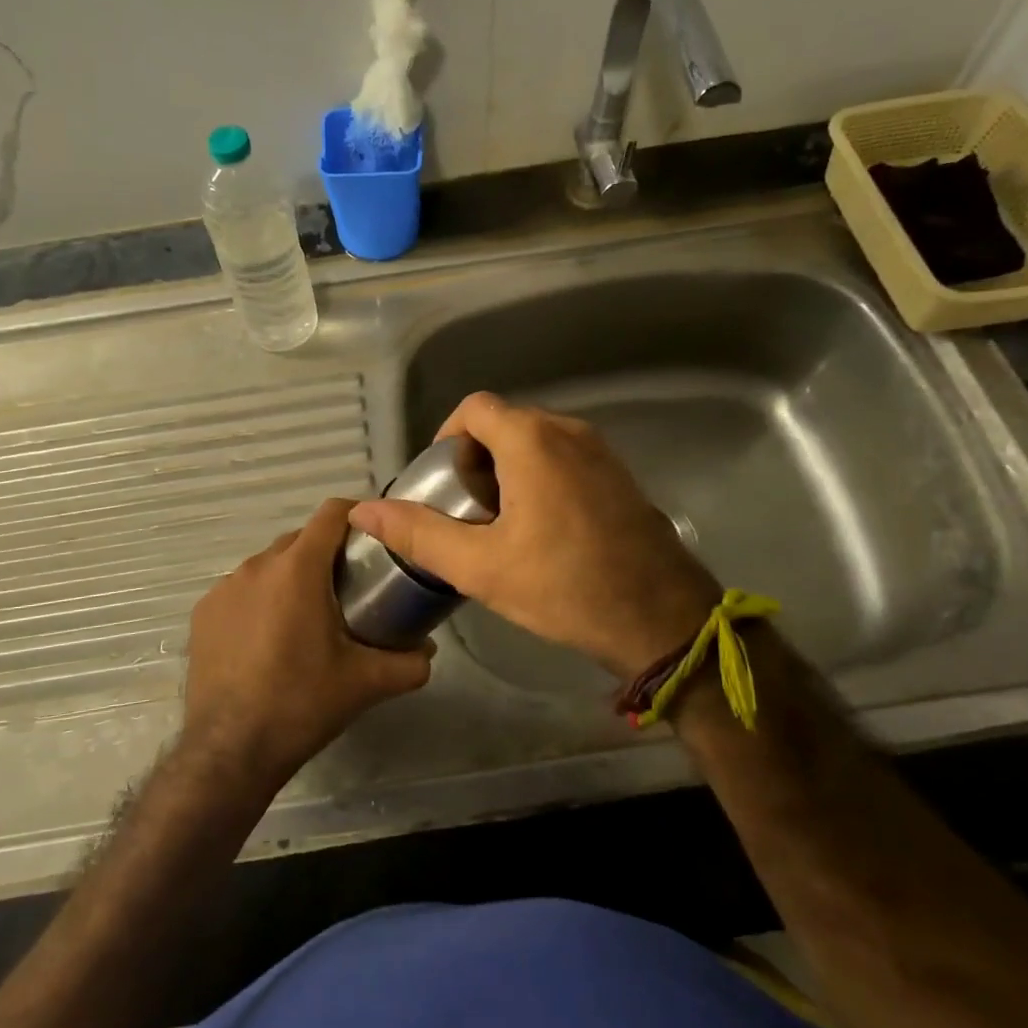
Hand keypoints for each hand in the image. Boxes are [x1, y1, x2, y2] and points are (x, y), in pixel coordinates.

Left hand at [181, 498, 432, 795]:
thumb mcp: (366, 683)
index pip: (331, 513)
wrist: (230, 750)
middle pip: (300, 539)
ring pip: (268, 565)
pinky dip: (260, 601)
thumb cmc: (302, 704)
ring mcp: (224, 588)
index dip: (357, 514)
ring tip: (308, 616)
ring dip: (291, 578)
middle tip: (349, 586)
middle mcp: (257, 566)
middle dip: (326, 553)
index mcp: (298, 569)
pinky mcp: (203, 613)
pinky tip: (268, 640)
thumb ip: (409, 663)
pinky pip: (241, 591)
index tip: (374, 535)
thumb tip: (429, 652)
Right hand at [348, 392, 721, 680]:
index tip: (442, 483)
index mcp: (533, 440)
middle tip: (465, 511)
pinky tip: (542, 531)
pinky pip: (565, 458)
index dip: (448, 437)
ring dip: (508, 470)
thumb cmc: (566, 587)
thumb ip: (419, 534)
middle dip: (476, 459)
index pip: (474, 408)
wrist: (662, 619)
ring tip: (499, 524)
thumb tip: (364, 511)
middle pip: (505, 423)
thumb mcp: (481, 566)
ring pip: (536, 441)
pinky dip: (541, 478)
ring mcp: (601, 452)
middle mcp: (569, 431)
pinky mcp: (619, 476)